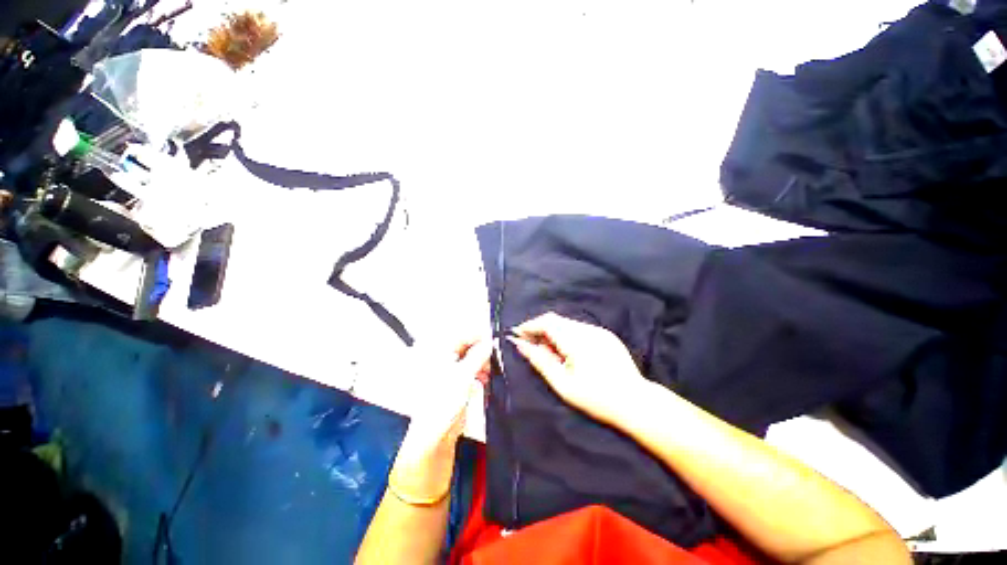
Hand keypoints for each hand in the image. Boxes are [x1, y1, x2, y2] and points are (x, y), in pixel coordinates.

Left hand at [391, 339, 490, 500]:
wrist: (434, 438)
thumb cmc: (444, 402)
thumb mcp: (463, 375)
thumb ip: (478, 355)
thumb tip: (491, 340)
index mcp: (439, 353)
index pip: (462, 336)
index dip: (480, 336)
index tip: (496, 337)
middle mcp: (443, 360)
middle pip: (467, 347)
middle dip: (483, 350)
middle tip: (499, 353)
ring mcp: (449, 374)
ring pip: (470, 360)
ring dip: (483, 362)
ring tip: (495, 367)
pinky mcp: (455, 386)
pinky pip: (470, 373)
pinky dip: (479, 373)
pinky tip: (487, 378)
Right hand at [508, 312, 648, 425]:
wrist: (636, 403)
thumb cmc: (596, 398)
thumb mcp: (562, 383)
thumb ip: (540, 361)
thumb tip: (520, 345)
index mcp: (576, 340)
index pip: (546, 322)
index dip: (529, 326)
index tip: (517, 335)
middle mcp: (587, 329)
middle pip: (556, 321)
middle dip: (539, 329)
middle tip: (530, 345)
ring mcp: (599, 331)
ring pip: (567, 324)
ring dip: (553, 332)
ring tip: (549, 352)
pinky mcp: (606, 335)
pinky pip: (580, 329)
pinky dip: (567, 335)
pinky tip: (567, 352)